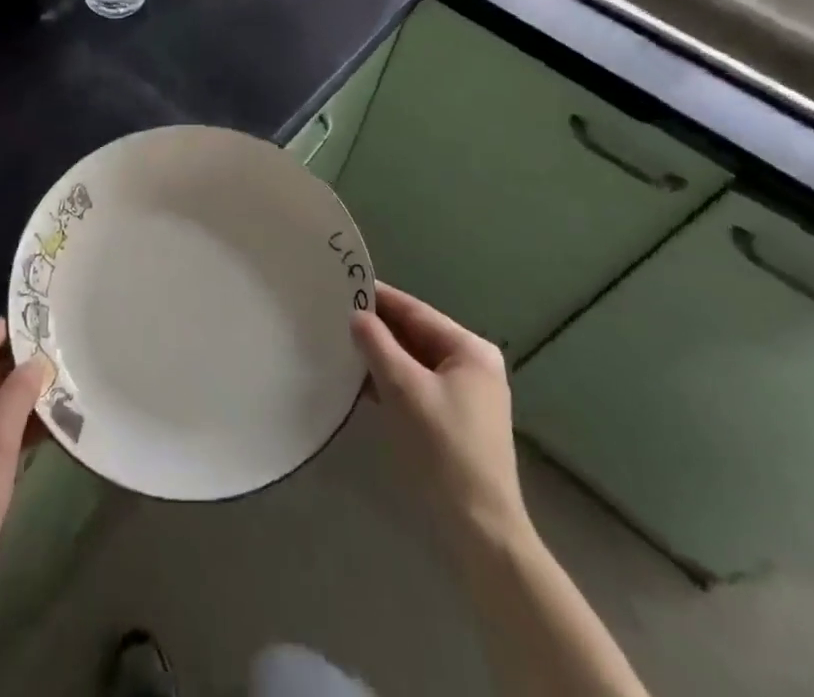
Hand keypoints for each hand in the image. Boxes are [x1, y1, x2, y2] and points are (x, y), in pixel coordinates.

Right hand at [352, 283, 532, 548]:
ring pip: (413, 362)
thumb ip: (377, 345)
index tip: (343, 283)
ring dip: (380, 355)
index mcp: (470, 350)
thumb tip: (356, 315)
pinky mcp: (452, 421)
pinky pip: (415, 385)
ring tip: (339, 341)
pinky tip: (359, 380)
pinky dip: (390, 380)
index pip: (416, 311)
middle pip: (415, 335)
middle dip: (377, 328)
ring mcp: (464, 395)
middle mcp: (471, 366)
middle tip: (334, 313)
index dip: (380, 297)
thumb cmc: (443, 449)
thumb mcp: (404, 389)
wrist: (478, 530)